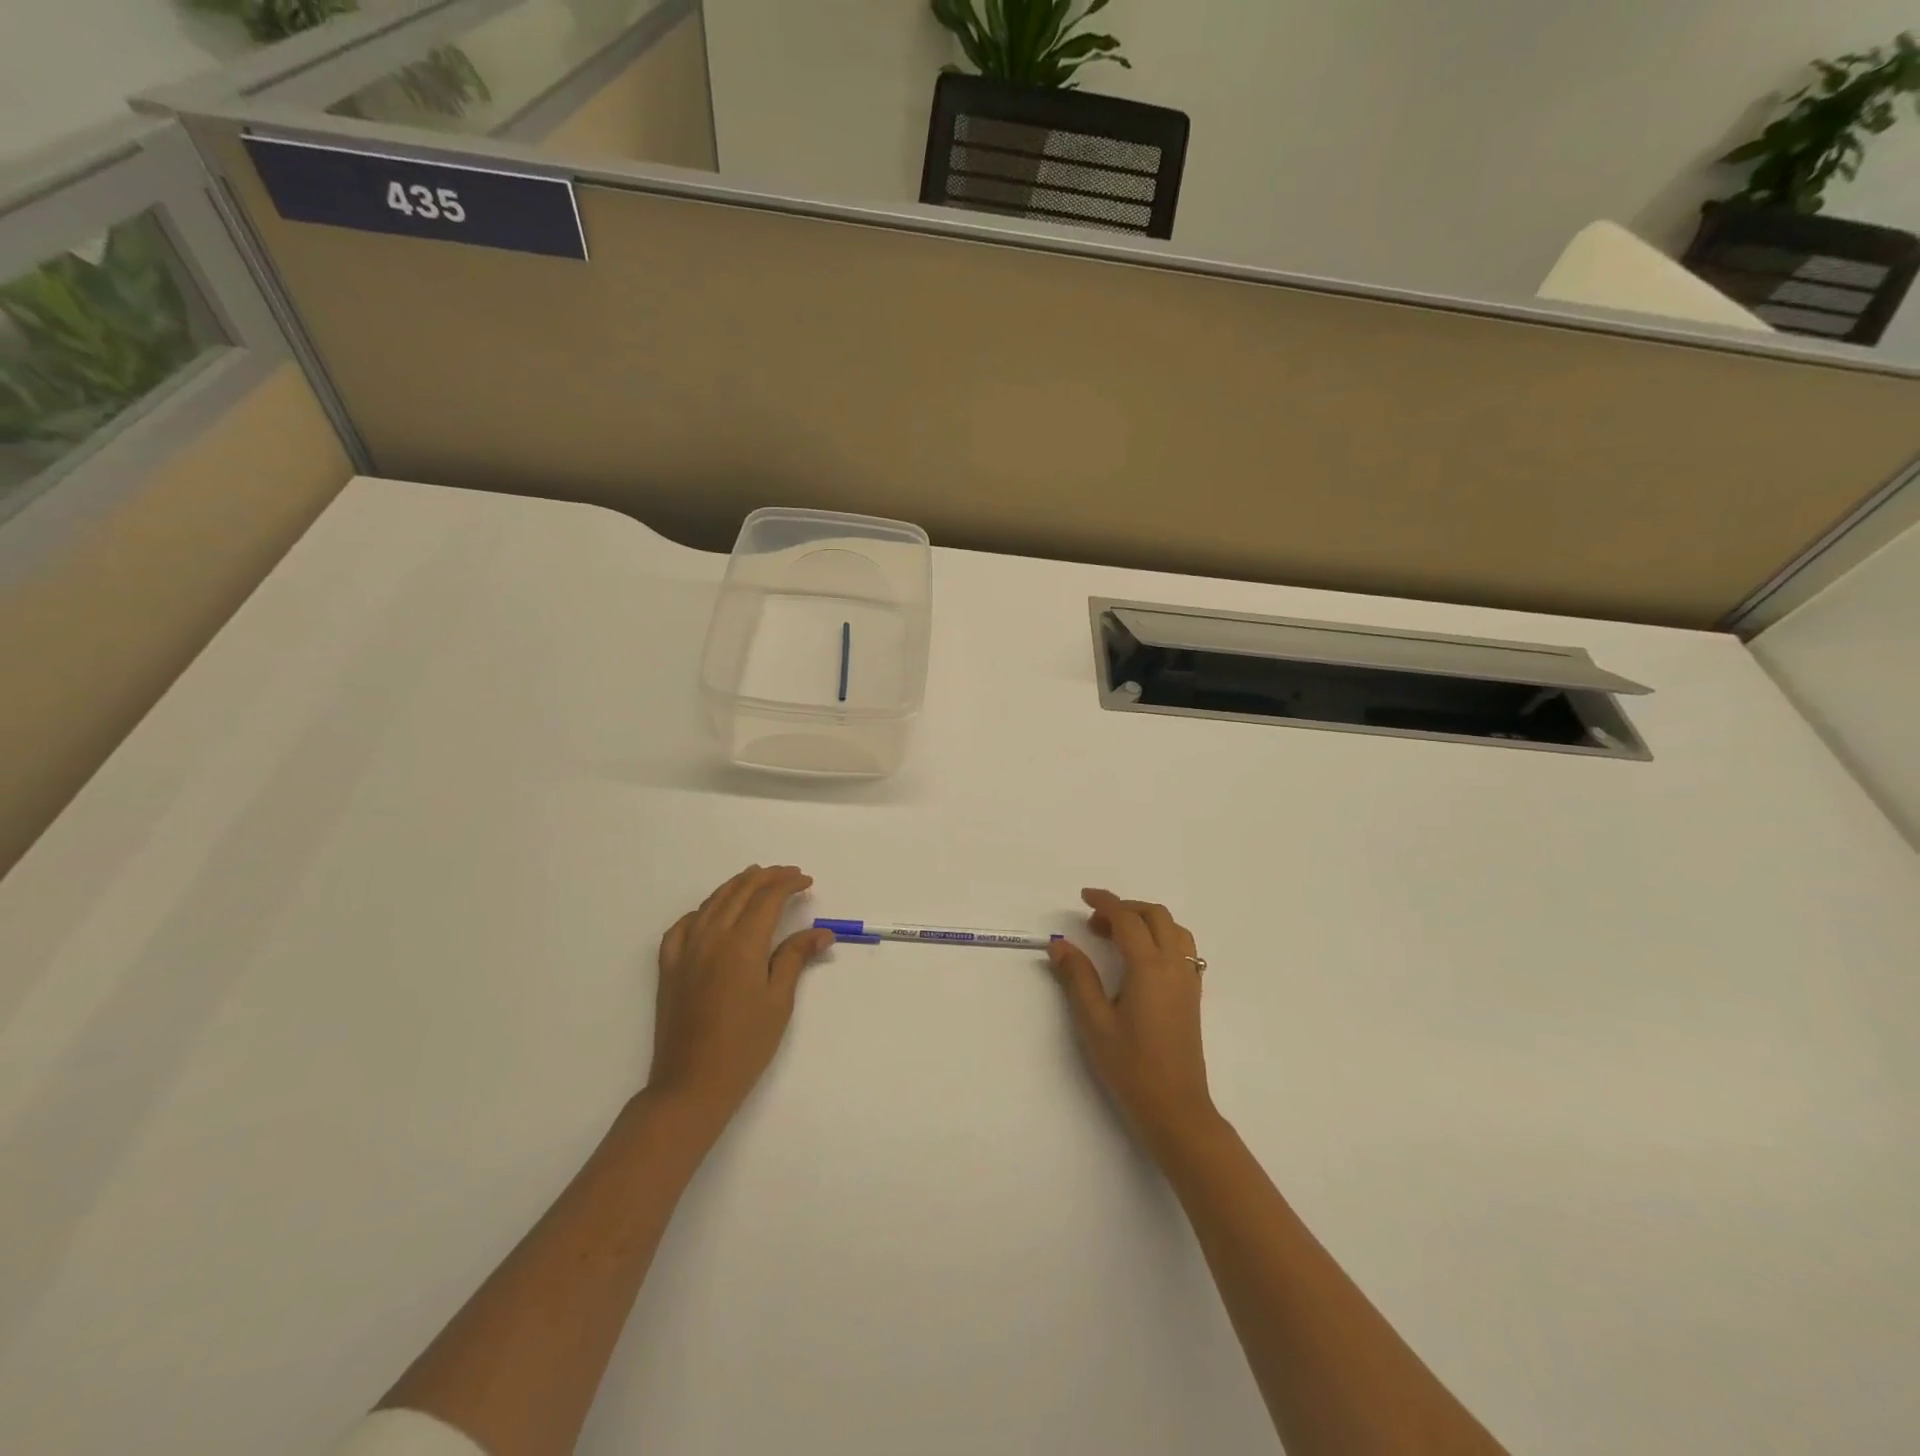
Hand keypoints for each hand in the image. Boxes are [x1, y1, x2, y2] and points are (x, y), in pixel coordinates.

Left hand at [646, 865, 833, 1138]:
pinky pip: (682, 926)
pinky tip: (710, 913)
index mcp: (742, 944)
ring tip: (754, 878)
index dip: (788, 884)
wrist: (692, 1084)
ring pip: (712, 903)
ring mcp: (686, 951)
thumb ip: (796, 958)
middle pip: (740, 893)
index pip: (767, 899)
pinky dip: (701, 911)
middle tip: (788, 875)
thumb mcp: (779, 1001)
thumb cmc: (745, 1045)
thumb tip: (821, 932)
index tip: (807, 882)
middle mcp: (712, 938)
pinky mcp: (669, 968)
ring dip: (735, 886)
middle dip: (766, 878)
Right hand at [1047, 889, 1217, 1158]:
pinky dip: (1162, 937)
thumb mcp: (1094, 1022)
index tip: (1083, 897)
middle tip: (1096, 924)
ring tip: (1118, 937)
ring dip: (1146, 920)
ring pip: (1174, 929)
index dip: (1105, 902)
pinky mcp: (1193, 995)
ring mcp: (1188, 980)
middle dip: (1126, 908)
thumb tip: (1059, 945)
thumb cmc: (1130, 1066)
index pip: (1127, 919)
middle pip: (1156, 916)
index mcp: (1149, 967)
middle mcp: (1174, 965)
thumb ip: (1077, 978)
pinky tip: (1141, 960)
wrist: (1175, 1108)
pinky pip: (1183, 948)